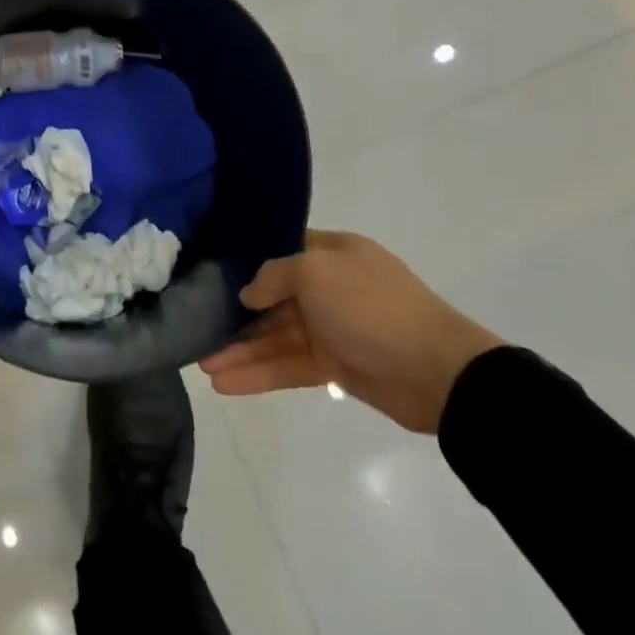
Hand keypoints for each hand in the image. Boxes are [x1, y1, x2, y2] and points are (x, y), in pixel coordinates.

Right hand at [198, 229, 503, 432]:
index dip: (248, 259)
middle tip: (196, 326)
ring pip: (276, 337)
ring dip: (241, 350)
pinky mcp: (336, 367)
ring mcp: (333, 328)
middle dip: (235, 314)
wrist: (439, 373)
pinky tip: (226, 385)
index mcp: (333, 254)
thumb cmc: (372, 306)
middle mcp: (331, 287)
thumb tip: (250, 294)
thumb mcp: (315, 273)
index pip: (282, 250)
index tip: (210, 270)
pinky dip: (259, 374)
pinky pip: (289, 366)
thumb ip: (274, 277)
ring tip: (202, 366)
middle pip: (273, 298)